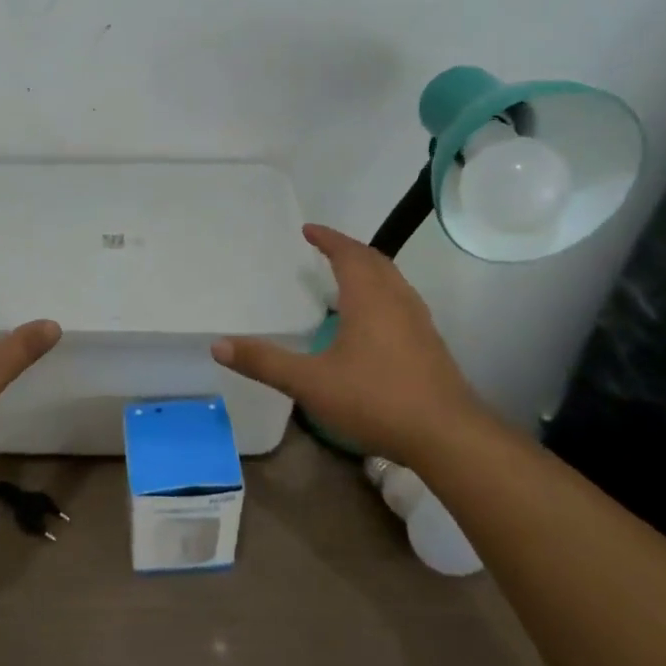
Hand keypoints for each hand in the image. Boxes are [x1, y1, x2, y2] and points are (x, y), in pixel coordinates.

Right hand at [211, 223, 492, 466]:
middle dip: (348, 249)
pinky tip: (371, 320)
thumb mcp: (311, 383)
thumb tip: (218, 344)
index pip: (348, 254)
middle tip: (325, 247)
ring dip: (368, 269)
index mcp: (369, 299)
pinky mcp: (429, 344)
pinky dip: (381, 292)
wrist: (447, 436)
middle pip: (374, 261)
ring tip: (346, 276)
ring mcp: (418, 322)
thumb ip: (265, 362)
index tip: (308, 229)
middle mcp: (397, 301)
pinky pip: (401, 301)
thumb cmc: (376, 399)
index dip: (328, 238)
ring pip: (392, 280)